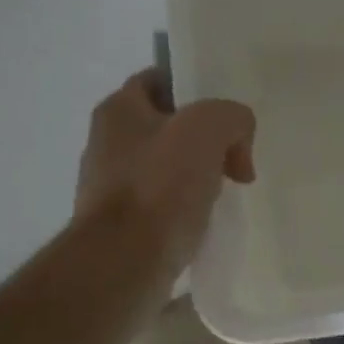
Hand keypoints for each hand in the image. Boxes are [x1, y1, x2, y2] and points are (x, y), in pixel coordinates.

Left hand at [74, 70, 256, 272]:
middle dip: (203, 140)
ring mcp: (109, 188)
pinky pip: (162, 207)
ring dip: (196, 178)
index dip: (194, 89)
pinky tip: (206, 222)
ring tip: (225, 193)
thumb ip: (233, 118)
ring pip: (166, 169)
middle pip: (166, 128)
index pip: (158, 80)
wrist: (125, 262)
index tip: (225, 114)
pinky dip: (185, 210)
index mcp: (117, 110)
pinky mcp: (120, 227)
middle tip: (234, 158)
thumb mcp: (209, 128)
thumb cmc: (160, 185)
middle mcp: (106, 144)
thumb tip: (237, 149)